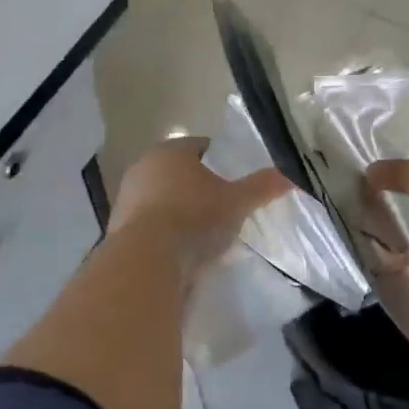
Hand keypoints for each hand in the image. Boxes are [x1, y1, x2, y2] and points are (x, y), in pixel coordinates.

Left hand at [109, 137, 292, 282]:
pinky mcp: (118, 230)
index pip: (201, 147)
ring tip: (205, 235)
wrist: (147, 260)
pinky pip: (151, 227)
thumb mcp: (236, 201)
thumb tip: (290, 175)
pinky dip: (166, 235)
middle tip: (223, 209)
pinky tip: (183, 252)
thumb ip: (261, 187)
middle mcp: (143, 168)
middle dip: (199, 189)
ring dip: (180, 213)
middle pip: (179, 174)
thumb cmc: (194, 217)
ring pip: (163, 200)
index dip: (221, 162)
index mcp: (170, 151)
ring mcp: (126, 199)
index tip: (235, 182)